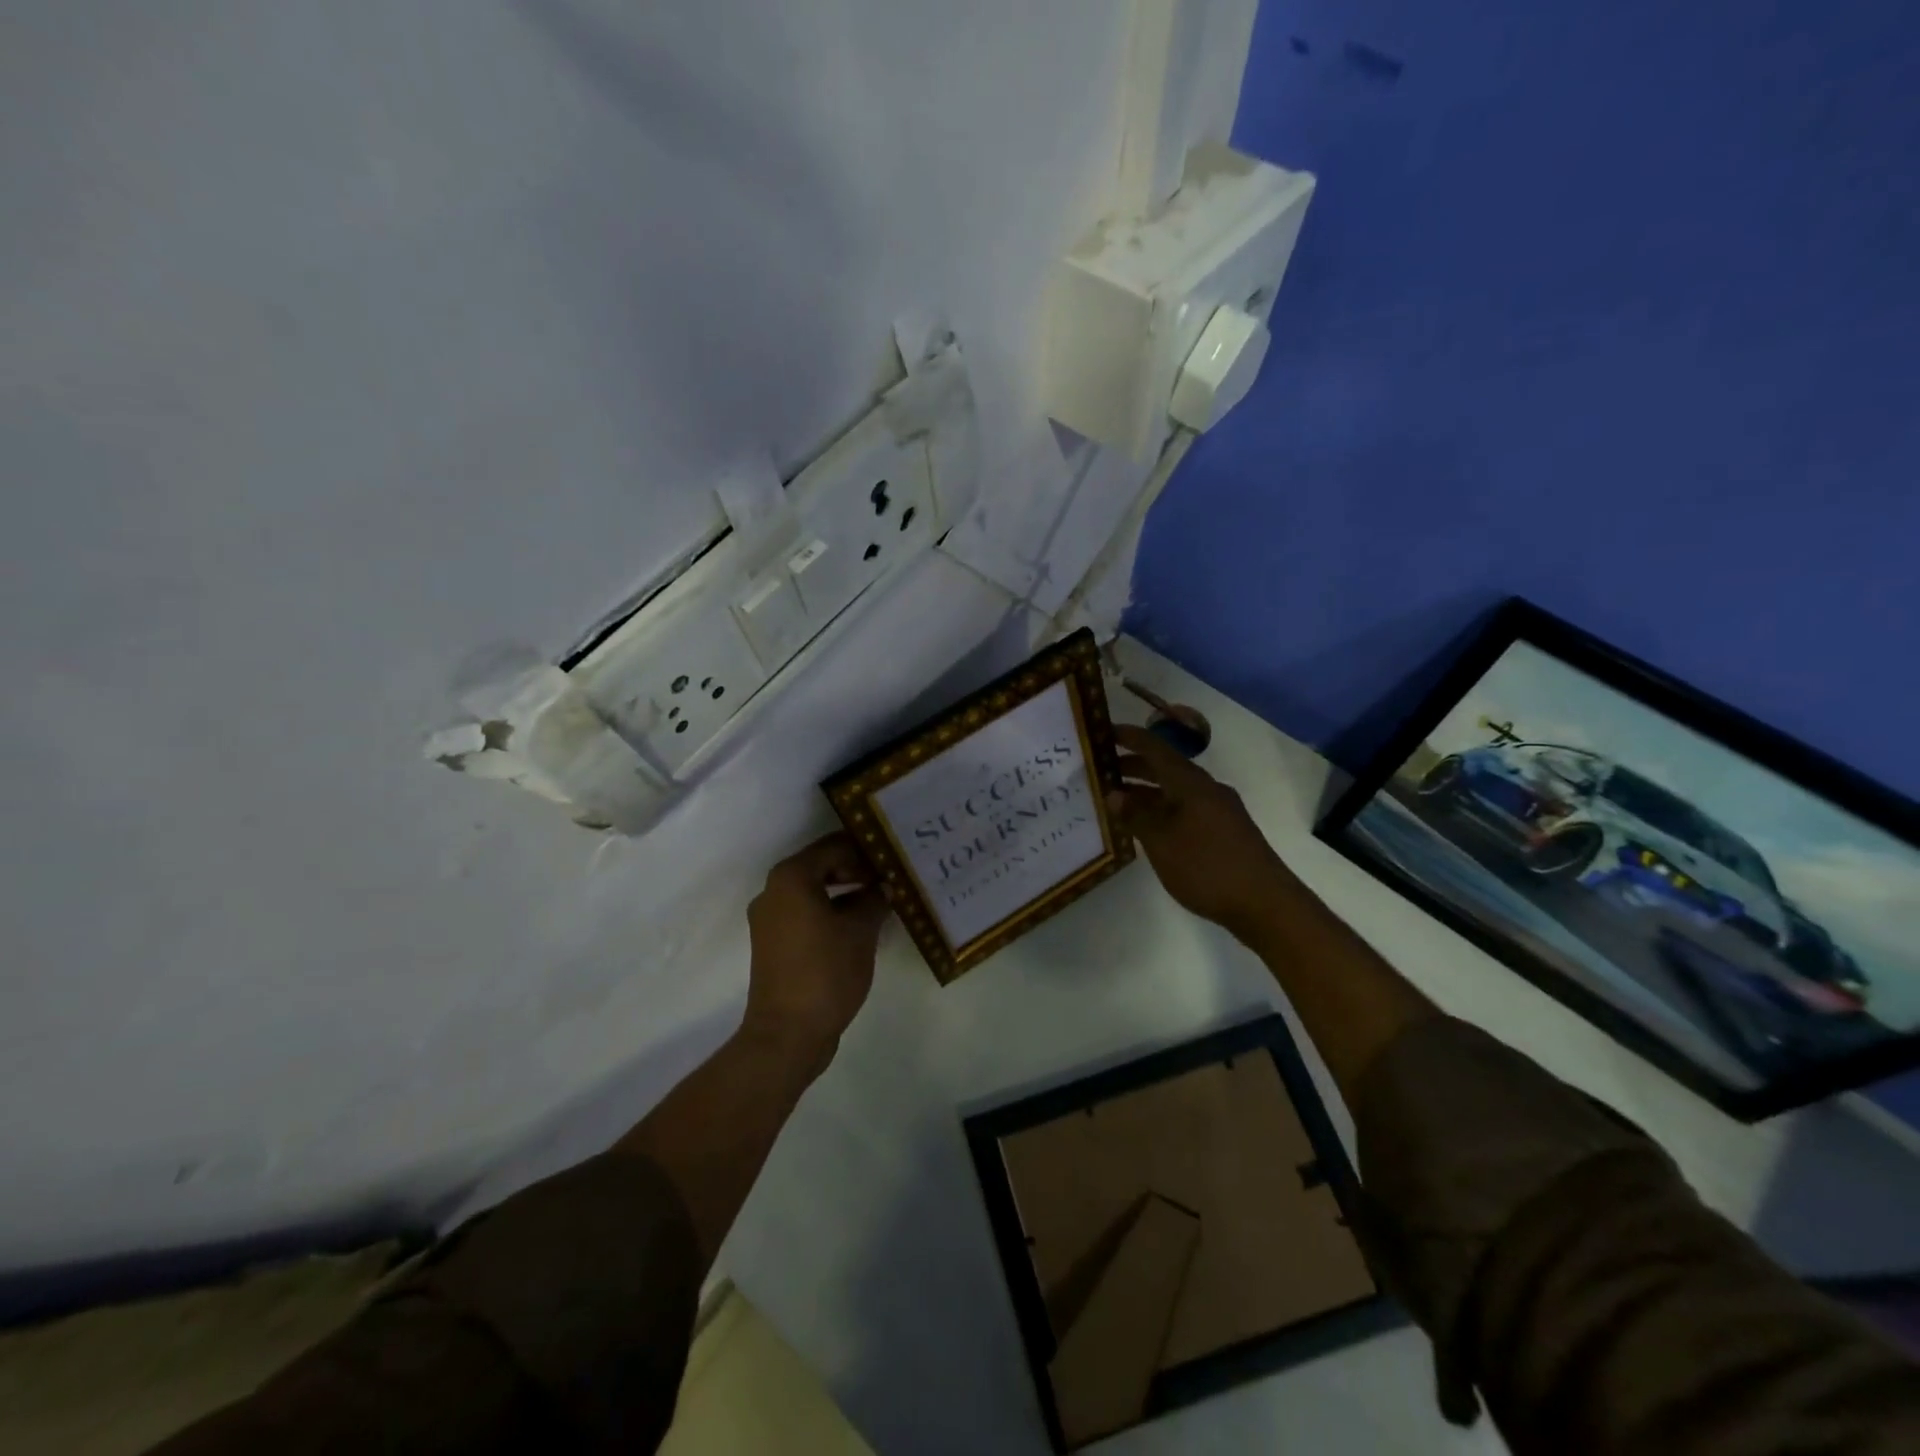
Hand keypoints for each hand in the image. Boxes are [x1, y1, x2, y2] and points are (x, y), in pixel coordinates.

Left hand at [743, 832, 889, 1064]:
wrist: (788, 1033)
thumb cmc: (825, 971)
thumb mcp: (861, 931)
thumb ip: (874, 900)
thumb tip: (884, 887)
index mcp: (791, 879)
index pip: (832, 847)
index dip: (865, 849)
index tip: (892, 857)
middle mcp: (773, 892)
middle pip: (820, 866)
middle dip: (856, 869)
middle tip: (890, 876)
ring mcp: (770, 920)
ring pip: (813, 892)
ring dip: (846, 893)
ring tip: (881, 900)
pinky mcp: (774, 944)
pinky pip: (806, 914)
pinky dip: (831, 912)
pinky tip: (861, 925)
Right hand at [1108, 723, 1295, 937]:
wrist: (1265, 903)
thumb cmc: (1207, 867)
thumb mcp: (1161, 842)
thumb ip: (1136, 816)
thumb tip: (1114, 793)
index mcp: (1190, 783)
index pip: (1155, 748)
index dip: (1129, 738)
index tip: (1102, 733)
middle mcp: (1206, 789)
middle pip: (1165, 768)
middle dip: (1133, 766)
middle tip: (1101, 771)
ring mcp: (1218, 810)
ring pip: (1175, 790)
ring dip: (1146, 791)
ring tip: (1117, 800)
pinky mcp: (1224, 831)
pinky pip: (1185, 809)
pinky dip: (1162, 809)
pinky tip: (1148, 827)